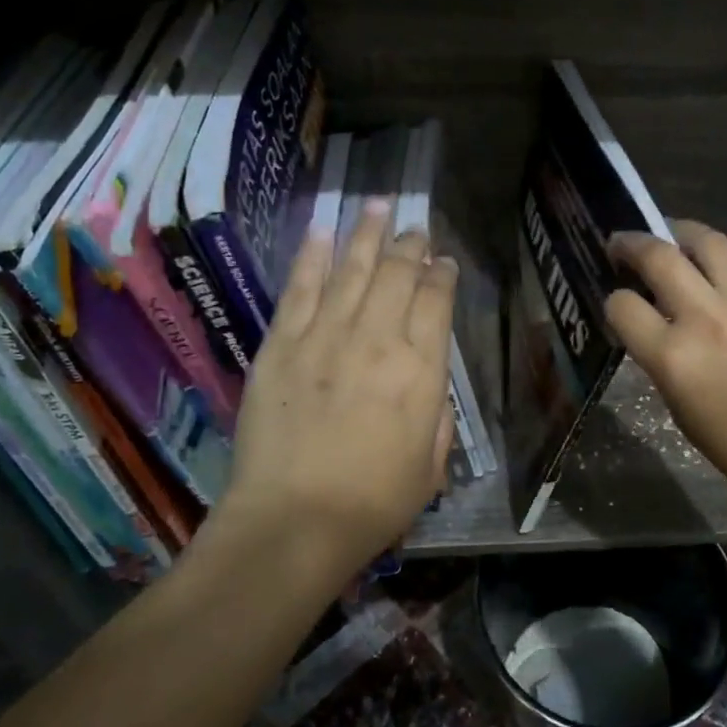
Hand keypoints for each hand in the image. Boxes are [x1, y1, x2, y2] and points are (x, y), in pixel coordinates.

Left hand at [218, 200, 456, 581]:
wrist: (293, 522)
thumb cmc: (372, 503)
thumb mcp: (431, 466)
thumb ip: (436, 415)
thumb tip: (427, 380)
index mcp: (420, 370)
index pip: (436, 301)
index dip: (443, 276)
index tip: (444, 263)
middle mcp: (377, 340)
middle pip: (397, 274)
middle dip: (410, 245)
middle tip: (415, 228)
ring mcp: (325, 336)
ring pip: (352, 268)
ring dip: (367, 233)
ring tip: (378, 204)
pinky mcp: (282, 344)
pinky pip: (300, 288)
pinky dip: (313, 256)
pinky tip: (322, 231)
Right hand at [607, 221, 726, 515]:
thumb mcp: (681, 409)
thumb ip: (663, 360)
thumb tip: (655, 327)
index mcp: (673, 356)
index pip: (622, 305)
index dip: (613, 302)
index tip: (619, 304)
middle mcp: (706, 318)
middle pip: (658, 256)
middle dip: (630, 243)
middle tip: (621, 243)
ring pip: (707, 242)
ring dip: (680, 233)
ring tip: (672, 237)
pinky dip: (724, 269)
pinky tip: (723, 284)